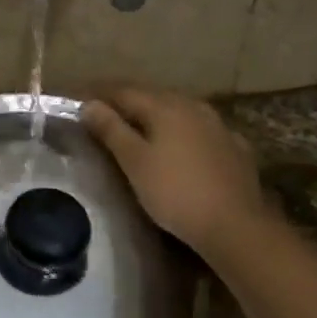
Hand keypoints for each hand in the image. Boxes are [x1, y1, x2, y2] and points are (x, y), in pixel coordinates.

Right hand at [82, 85, 270, 256]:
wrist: (236, 225)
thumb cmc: (176, 192)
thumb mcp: (135, 162)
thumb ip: (111, 130)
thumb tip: (90, 104)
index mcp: (166, 107)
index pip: (124, 92)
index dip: (100, 96)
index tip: (80, 104)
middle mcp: (194, 107)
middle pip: (153, 98)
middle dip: (128, 104)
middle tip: (105, 115)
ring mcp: (218, 126)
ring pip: (179, 112)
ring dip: (157, 117)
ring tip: (139, 129)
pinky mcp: (235, 147)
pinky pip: (200, 131)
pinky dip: (182, 134)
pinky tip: (181, 146)